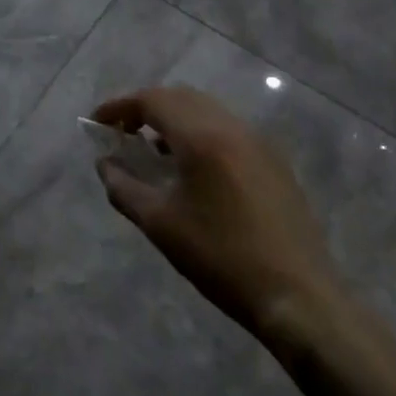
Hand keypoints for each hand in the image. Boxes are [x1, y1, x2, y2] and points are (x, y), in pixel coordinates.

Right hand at [92, 85, 340, 342]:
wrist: (298, 297)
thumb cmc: (221, 258)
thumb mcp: (160, 224)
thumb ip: (123, 187)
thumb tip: (104, 164)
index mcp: (202, 137)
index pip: (152, 100)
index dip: (119, 107)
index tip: (97, 123)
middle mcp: (232, 127)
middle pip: (180, 97)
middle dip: (146, 108)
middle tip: (122, 134)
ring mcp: (258, 142)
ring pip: (206, 111)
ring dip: (174, 120)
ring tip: (153, 152)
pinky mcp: (274, 161)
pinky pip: (227, 129)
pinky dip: (200, 133)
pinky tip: (192, 169)